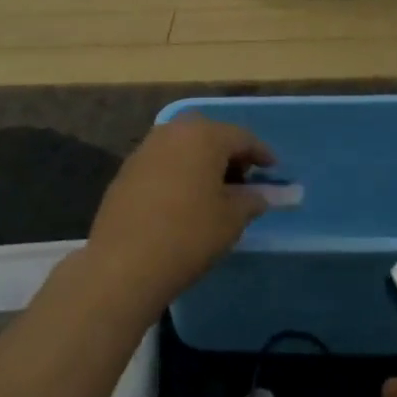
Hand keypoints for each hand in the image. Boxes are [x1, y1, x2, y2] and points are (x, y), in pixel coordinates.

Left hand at [84, 116, 274, 311]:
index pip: (241, 137)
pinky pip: (162, 162)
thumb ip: (252, 200)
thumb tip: (262, 195)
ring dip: (200, 161)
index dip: (261, 154)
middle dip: (227, 152)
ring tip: (213, 191)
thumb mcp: (232, 219)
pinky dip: (178, 172)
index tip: (273, 170)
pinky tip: (183, 199)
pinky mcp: (125, 171)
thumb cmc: (189, 234)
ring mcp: (144, 150)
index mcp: (203, 136)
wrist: (124, 263)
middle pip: (208, 134)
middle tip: (242, 178)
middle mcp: (172, 133)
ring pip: (182, 146)